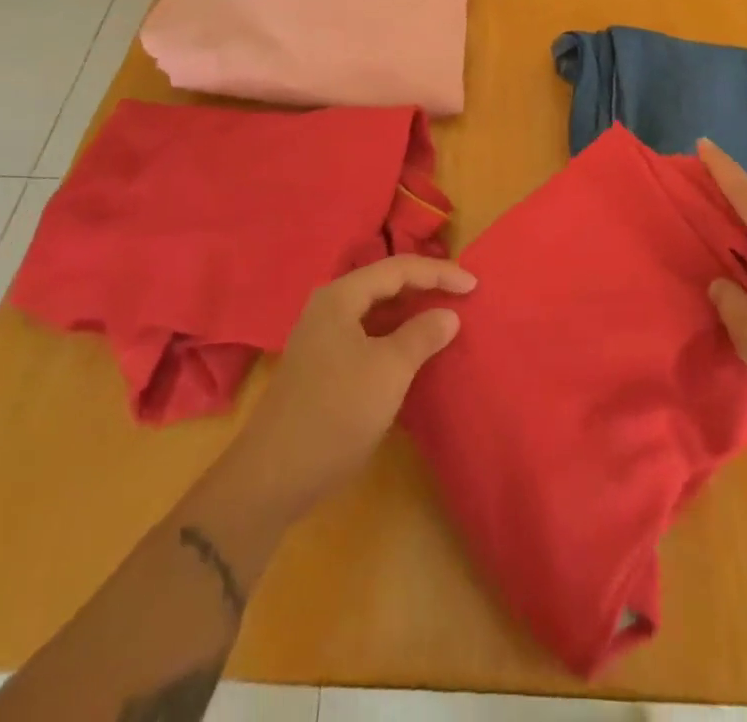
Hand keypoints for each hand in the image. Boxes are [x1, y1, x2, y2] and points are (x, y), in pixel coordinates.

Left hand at [228, 255, 474, 518]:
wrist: (272, 478)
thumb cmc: (336, 412)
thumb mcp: (389, 370)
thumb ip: (422, 335)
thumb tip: (448, 314)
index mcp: (341, 296)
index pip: (399, 268)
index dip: (439, 273)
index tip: (474, 286)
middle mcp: (328, 308)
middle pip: (385, 284)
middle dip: (424, 287)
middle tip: (461, 296)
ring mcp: (322, 339)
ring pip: (376, 312)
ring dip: (410, 313)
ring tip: (444, 319)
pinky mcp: (322, 367)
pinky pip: (368, 336)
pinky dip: (395, 337)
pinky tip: (413, 353)